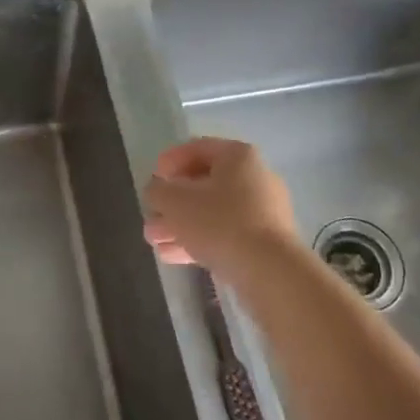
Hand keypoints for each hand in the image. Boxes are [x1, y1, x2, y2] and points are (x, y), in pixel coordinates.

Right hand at [142, 137, 298, 277]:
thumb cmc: (220, 222)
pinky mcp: (264, 242)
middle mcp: (255, 177)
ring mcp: (263, 211)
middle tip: (150, 216)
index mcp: (238, 156)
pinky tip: (172, 256)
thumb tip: (157, 191)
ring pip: (212, 212)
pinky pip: (225, 234)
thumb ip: (158, 191)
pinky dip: (199, 240)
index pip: (197, 148)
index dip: (170, 161)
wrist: (269, 271)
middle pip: (204, 183)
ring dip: (181, 224)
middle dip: (172, 202)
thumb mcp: (176, 202)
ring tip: (154, 241)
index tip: (152, 179)